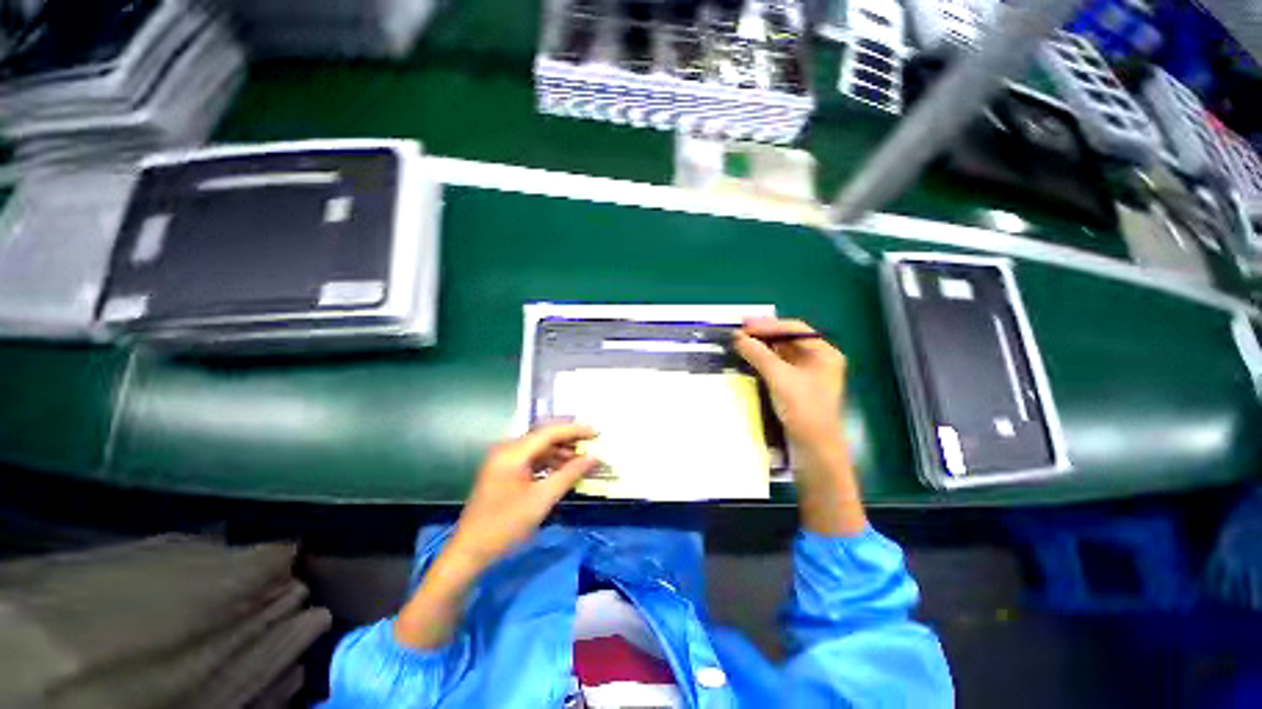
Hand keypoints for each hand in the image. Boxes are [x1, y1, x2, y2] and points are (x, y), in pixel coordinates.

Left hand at [396, 424, 596, 648]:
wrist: (469, 553)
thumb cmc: (505, 525)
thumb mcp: (542, 499)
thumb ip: (570, 474)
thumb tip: (594, 457)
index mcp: (513, 452)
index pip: (549, 432)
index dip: (575, 430)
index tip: (597, 433)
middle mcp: (507, 449)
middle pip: (544, 437)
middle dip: (569, 439)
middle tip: (592, 443)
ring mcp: (503, 460)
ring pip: (538, 448)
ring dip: (560, 452)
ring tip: (582, 459)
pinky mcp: (503, 472)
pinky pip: (531, 459)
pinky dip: (549, 463)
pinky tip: (563, 470)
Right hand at [731, 317, 845, 453]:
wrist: (813, 448)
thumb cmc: (803, 408)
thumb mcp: (779, 377)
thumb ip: (758, 354)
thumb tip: (737, 337)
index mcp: (824, 353)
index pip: (794, 328)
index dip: (768, 325)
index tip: (744, 326)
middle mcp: (818, 360)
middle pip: (788, 339)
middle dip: (763, 335)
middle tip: (739, 332)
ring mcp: (807, 374)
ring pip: (781, 353)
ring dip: (761, 347)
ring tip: (740, 343)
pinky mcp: (796, 387)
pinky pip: (778, 366)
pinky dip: (763, 361)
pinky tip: (748, 359)